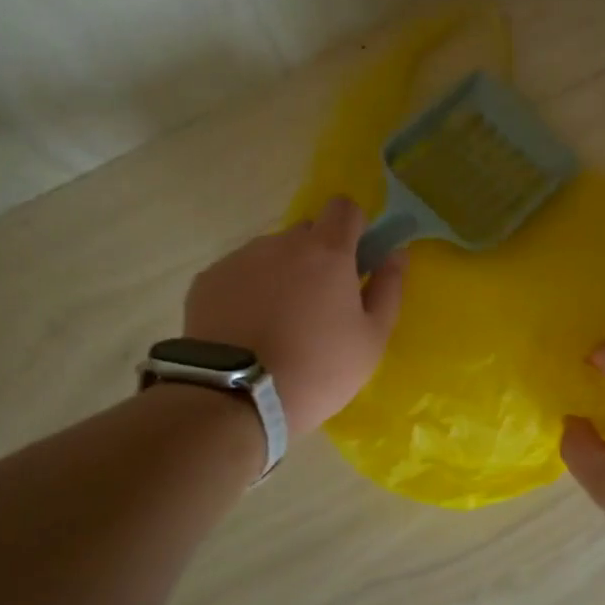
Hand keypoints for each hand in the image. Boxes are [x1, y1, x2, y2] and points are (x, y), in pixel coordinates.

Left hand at [184, 197, 404, 434]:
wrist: (235, 397)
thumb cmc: (318, 369)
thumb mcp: (372, 339)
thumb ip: (389, 289)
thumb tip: (397, 253)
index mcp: (327, 252)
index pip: (343, 207)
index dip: (354, 226)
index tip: (356, 259)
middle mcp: (281, 243)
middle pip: (306, 232)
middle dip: (318, 256)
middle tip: (320, 303)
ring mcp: (240, 259)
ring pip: (271, 254)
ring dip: (282, 275)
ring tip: (279, 323)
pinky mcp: (208, 280)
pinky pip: (239, 274)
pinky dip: (249, 292)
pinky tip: (248, 330)